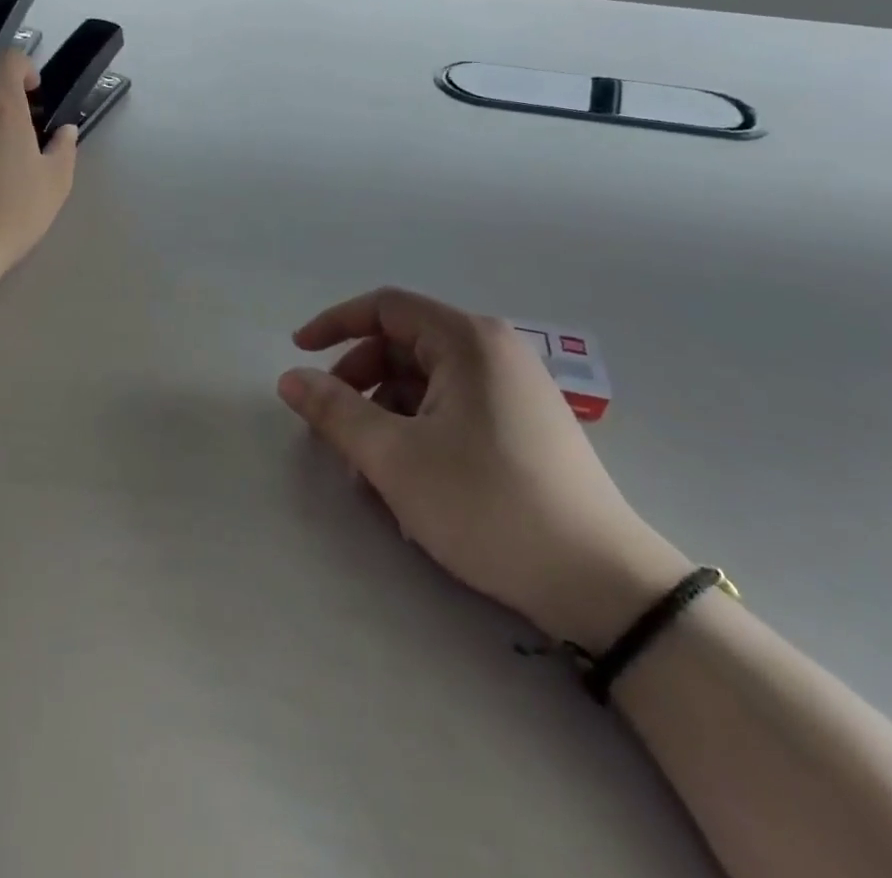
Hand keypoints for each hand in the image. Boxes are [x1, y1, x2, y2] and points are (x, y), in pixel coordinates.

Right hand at [278, 288, 691, 650]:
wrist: (602, 585)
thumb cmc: (488, 505)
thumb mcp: (395, 457)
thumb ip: (334, 411)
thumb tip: (289, 378)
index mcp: (467, 340)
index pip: (385, 307)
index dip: (334, 324)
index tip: (298, 353)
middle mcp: (492, 351)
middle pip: (402, 346)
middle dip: (358, 383)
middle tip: (332, 430)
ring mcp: (512, 389)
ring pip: (424, 383)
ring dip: (384, 415)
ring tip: (368, 470)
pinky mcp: (521, 426)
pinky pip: (450, 409)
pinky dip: (416, 431)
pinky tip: (407, 482)